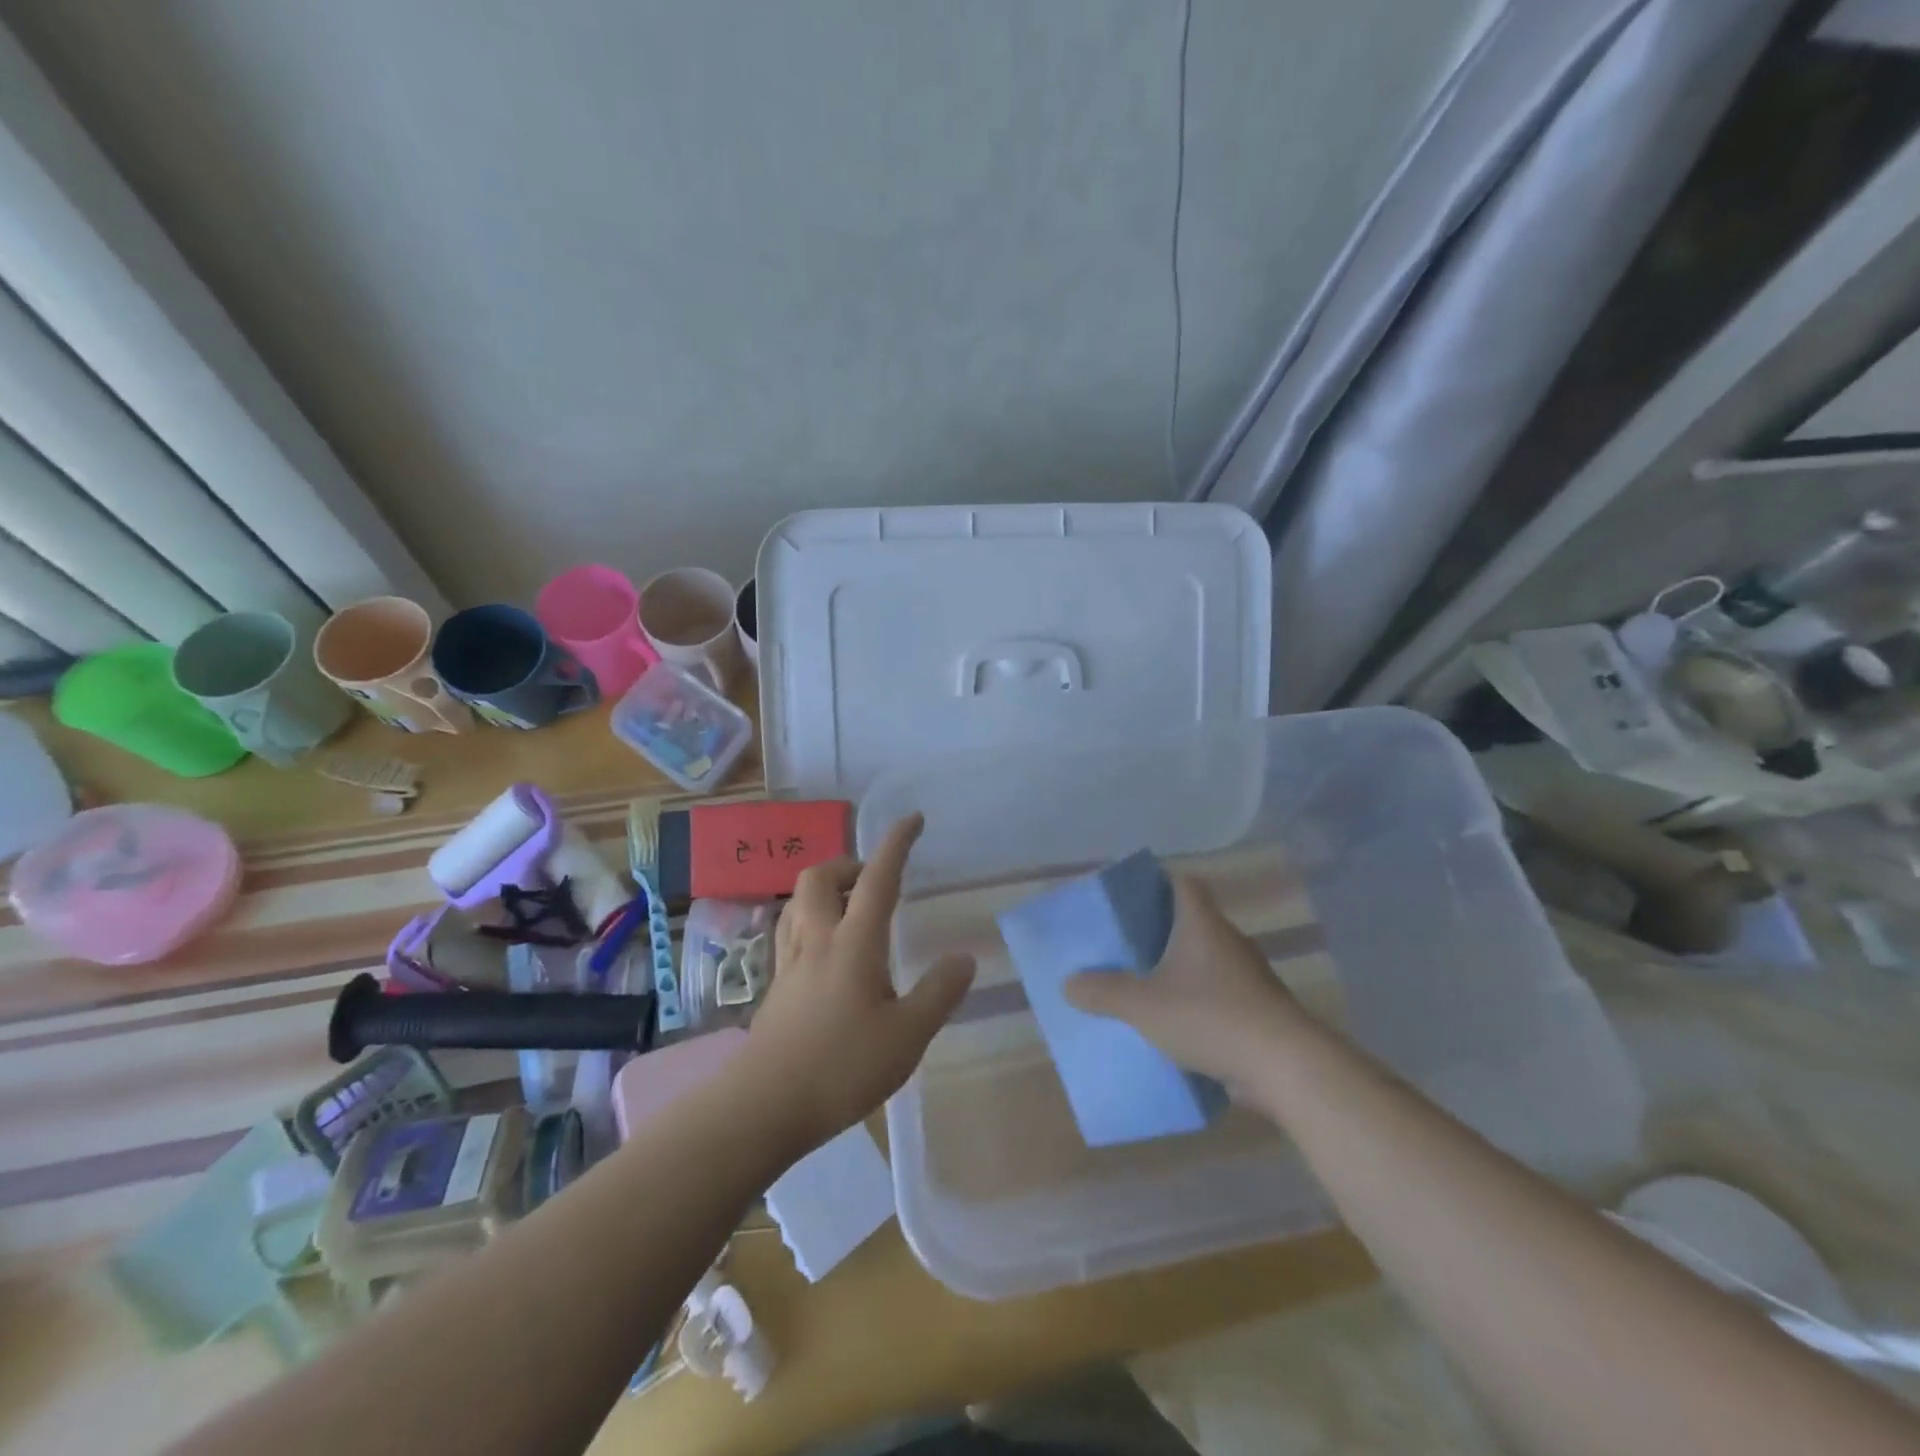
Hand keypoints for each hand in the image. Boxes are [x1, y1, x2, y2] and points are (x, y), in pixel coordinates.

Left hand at [745, 813, 975, 1153]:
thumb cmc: (843, 1066)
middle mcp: (817, 939)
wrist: (765, 1105)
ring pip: (798, 902)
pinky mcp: (775, 986)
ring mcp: (790, 962)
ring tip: (850, 909)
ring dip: (824, 890)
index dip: (896, 844)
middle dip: (847, 865)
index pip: (878, 878)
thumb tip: (963, 958)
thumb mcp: (908, 1034)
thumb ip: (938, 992)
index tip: (912, 819)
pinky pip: (790, 931)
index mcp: (854, 942)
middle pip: (820, 877)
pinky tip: (825, 951)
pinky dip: (810, 921)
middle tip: (874, 882)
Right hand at [1063, 873, 1307, 1091]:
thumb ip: (1104, 992)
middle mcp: (1229, 942)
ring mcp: (1249, 978)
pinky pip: (1221, 997)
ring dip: (1181, 972)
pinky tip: (1177, 1027)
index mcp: (1202, 924)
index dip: (1159, 882)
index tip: (1133, 897)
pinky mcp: (1260, 1012)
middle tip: (1128, 947)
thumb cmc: (1210, 1016)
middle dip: (1161, 933)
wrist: (1285, 1066)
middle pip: (1193, 923)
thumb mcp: (1143, 1005)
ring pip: (1208, 963)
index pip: (1184, 883)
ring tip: (1146, 988)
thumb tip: (1070, 983)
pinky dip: (1199, 1005)